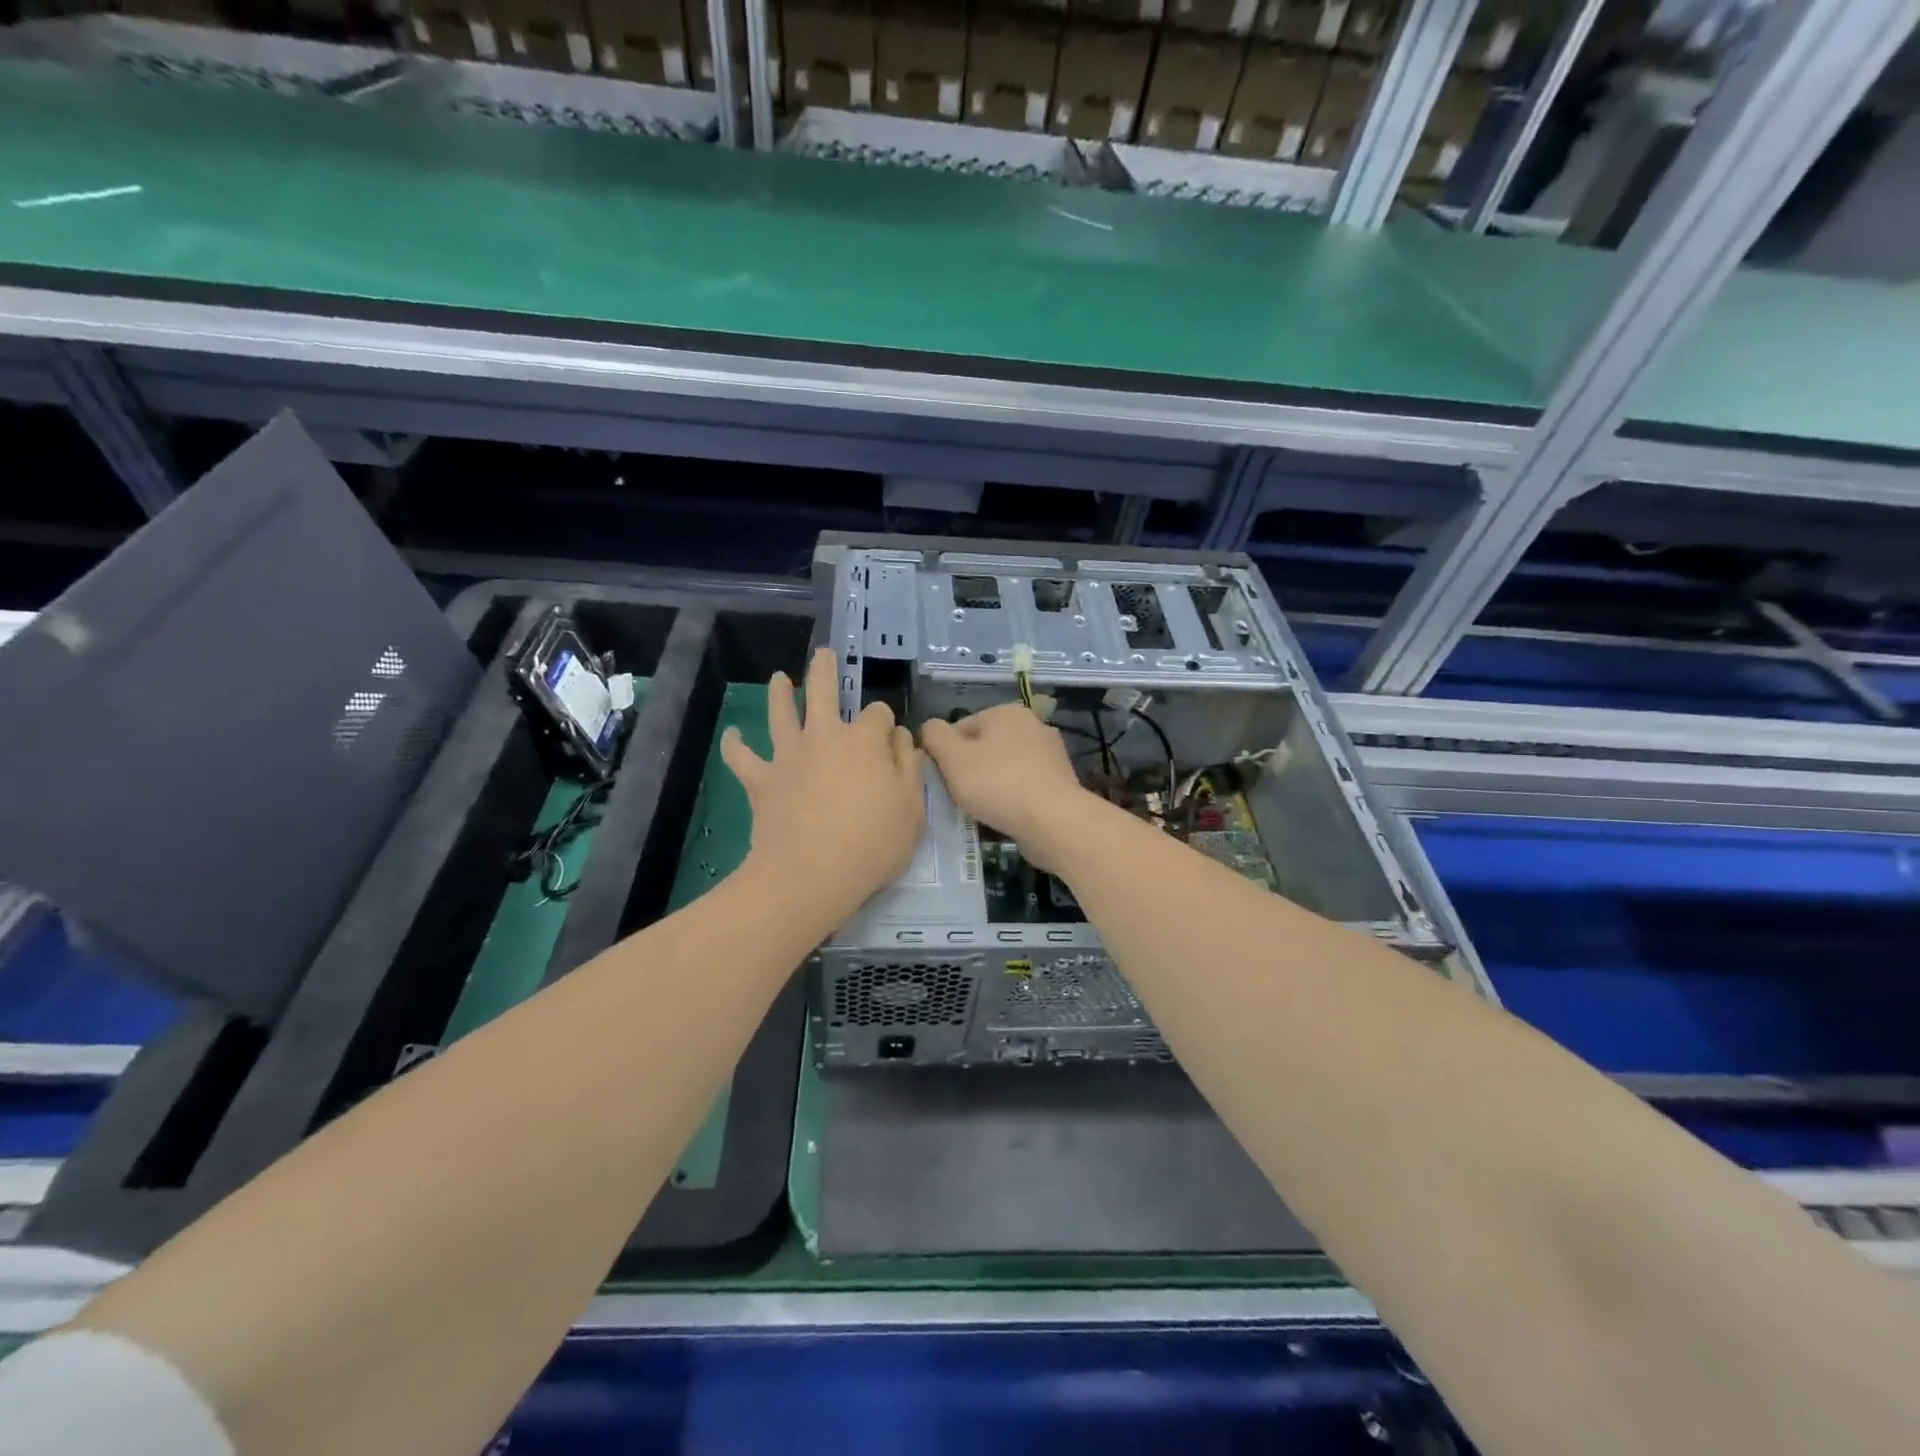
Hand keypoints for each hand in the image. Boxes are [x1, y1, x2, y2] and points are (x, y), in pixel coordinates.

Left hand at [721, 648, 923, 922]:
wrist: (812, 873)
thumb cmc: (873, 843)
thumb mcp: (912, 807)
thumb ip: (908, 767)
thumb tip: (900, 738)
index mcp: (864, 740)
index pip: (878, 715)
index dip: (885, 723)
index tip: (890, 739)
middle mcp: (824, 736)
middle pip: (822, 691)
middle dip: (824, 669)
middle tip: (824, 653)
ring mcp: (789, 756)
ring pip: (780, 713)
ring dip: (779, 693)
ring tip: (778, 679)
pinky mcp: (761, 781)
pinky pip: (742, 757)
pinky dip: (735, 744)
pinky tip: (733, 734)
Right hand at [920, 705, 1092, 871]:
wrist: (1053, 821)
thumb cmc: (997, 784)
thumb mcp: (953, 758)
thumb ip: (934, 736)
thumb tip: (930, 727)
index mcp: (1006, 712)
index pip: (961, 728)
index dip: (945, 754)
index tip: (943, 780)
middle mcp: (1032, 726)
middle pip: (984, 748)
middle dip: (969, 771)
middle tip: (958, 797)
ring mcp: (1050, 755)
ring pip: (1004, 770)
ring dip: (990, 787)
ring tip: (980, 812)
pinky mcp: (1060, 784)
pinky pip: (1024, 789)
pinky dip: (1011, 800)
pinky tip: (1003, 818)